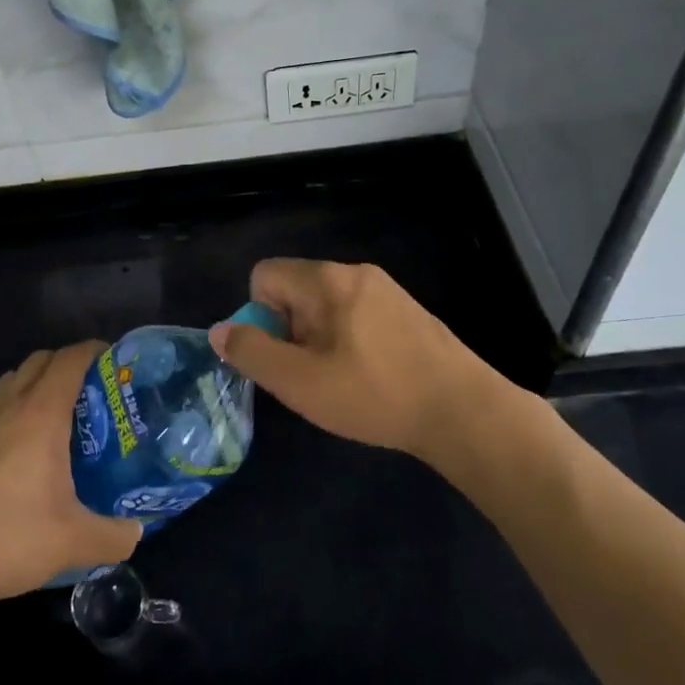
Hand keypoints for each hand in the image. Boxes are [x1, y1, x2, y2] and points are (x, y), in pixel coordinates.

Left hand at [0, 342, 141, 606]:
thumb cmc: (5, 537)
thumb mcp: (73, 543)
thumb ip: (114, 536)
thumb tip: (136, 533)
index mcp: (40, 413)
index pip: (71, 359)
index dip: (97, 351)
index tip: (119, 364)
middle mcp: (9, 406)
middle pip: (41, 360)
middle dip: (71, 365)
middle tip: (97, 394)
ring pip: (14, 380)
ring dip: (40, 384)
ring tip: (64, 420)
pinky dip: (19, 409)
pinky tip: (29, 454)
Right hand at [209, 259, 490, 461]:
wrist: (464, 411)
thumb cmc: (375, 395)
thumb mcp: (300, 383)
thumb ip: (252, 353)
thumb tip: (220, 331)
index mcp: (327, 280)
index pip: (265, 274)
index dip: (259, 315)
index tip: (284, 354)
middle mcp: (355, 272)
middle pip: (296, 288)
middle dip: (290, 329)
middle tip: (312, 374)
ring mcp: (386, 289)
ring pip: (327, 304)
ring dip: (319, 338)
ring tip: (342, 381)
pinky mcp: (408, 311)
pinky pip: (357, 314)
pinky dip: (349, 340)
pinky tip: (371, 378)